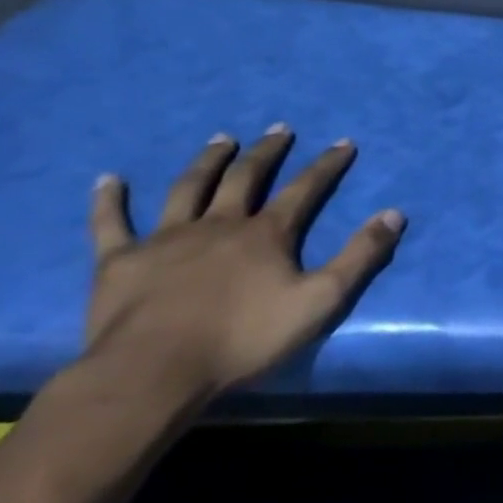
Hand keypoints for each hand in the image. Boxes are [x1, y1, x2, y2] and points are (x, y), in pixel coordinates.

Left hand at [83, 127, 405, 408]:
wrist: (153, 373)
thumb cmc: (243, 339)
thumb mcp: (321, 300)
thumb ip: (360, 256)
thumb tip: (394, 214)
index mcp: (266, 234)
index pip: (305, 189)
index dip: (327, 165)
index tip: (344, 143)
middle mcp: (220, 224)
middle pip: (246, 177)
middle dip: (267, 152)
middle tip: (279, 129)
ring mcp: (167, 239)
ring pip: (190, 188)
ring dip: (208, 161)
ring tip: (221, 139)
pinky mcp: (120, 261)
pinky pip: (111, 224)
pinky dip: (110, 200)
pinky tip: (108, 180)